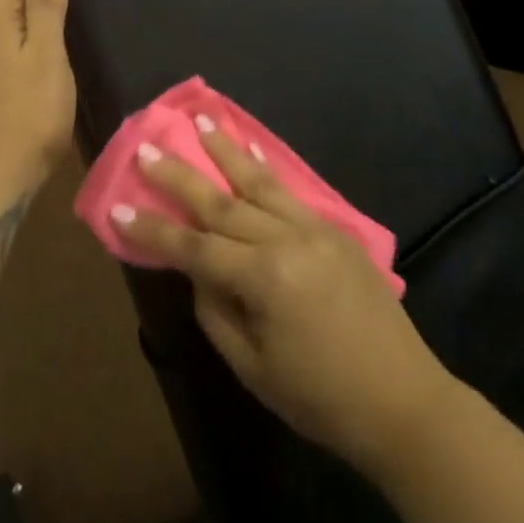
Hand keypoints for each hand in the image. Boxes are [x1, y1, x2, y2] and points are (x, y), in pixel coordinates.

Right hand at [114, 123, 447, 471]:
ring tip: (199, 119)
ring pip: (258, 182)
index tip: (117, 207)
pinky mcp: (335, 229)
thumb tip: (199, 270)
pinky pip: (291, 192)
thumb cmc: (322, 399)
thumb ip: (216, 312)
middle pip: (221, 202)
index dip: (153, 230)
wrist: (406, 403)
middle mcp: (287, 240)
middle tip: (147, 146)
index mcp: (264, 279)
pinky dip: (265, 169)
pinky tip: (250, 150)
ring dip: (225, 150)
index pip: (194, 247)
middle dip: (179, 175)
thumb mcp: (254, 369)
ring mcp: (315, 229)